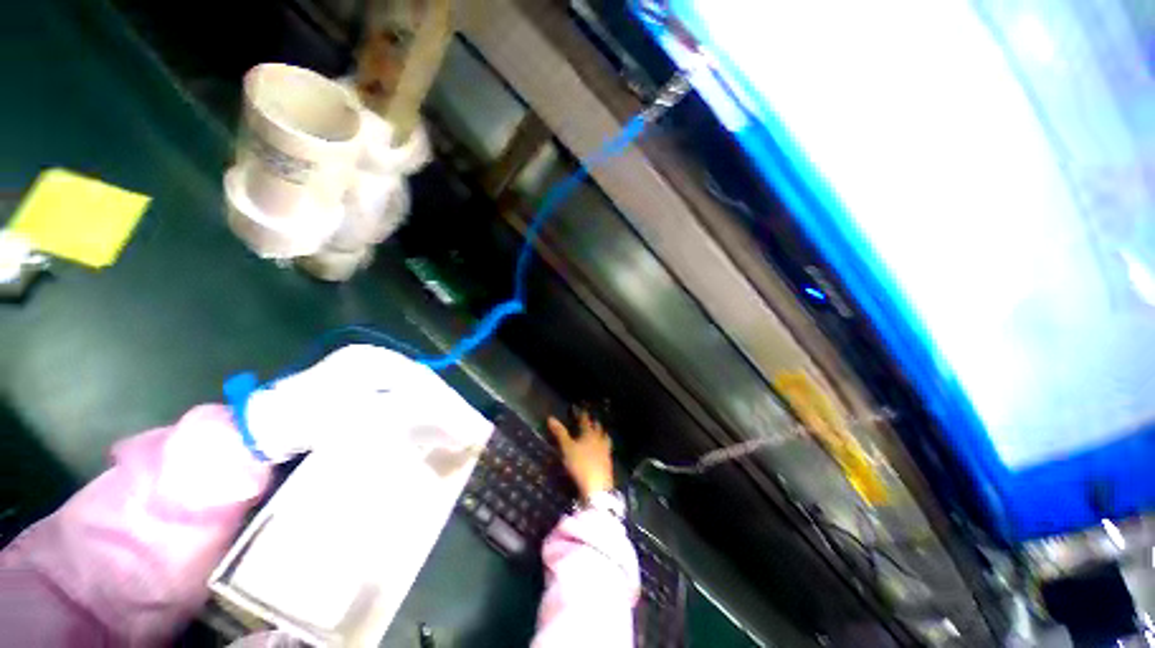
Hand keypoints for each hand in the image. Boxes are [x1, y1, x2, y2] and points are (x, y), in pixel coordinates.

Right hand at [547, 410, 614, 498]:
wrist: (597, 486)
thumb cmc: (580, 464)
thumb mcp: (567, 448)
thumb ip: (560, 433)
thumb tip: (550, 418)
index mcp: (589, 433)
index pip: (585, 421)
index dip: (582, 415)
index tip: (581, 410)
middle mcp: (599, 439)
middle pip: (597, 428)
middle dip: (594, 423)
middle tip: (591, 420)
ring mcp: (605, 451)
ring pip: (605, 438)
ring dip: (602, 433)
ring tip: (600, 432)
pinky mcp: (608, 462)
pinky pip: (607, 449)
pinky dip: (604, 446)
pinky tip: (603, 450)